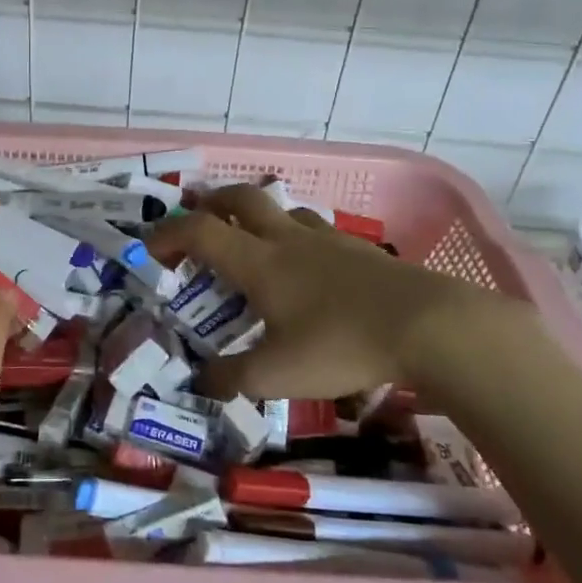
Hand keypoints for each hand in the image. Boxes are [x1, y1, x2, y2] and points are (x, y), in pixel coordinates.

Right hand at [147, 184, 534, 401]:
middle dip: (213, 202)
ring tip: (256, 241)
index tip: (152, 248)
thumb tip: (199, 382)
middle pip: (243, 199)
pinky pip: (320, 232)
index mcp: (259, 263)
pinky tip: (313, 268)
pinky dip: (301, 238)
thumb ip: (231, 378)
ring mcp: (330, 241)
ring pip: (286, 211)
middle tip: (199, 215)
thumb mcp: (276, 375)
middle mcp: (289, 240)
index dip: (169, 234)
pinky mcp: (363, 252)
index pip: (200, 232)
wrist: (429, 327)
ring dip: (261, 217)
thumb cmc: (341, 346)